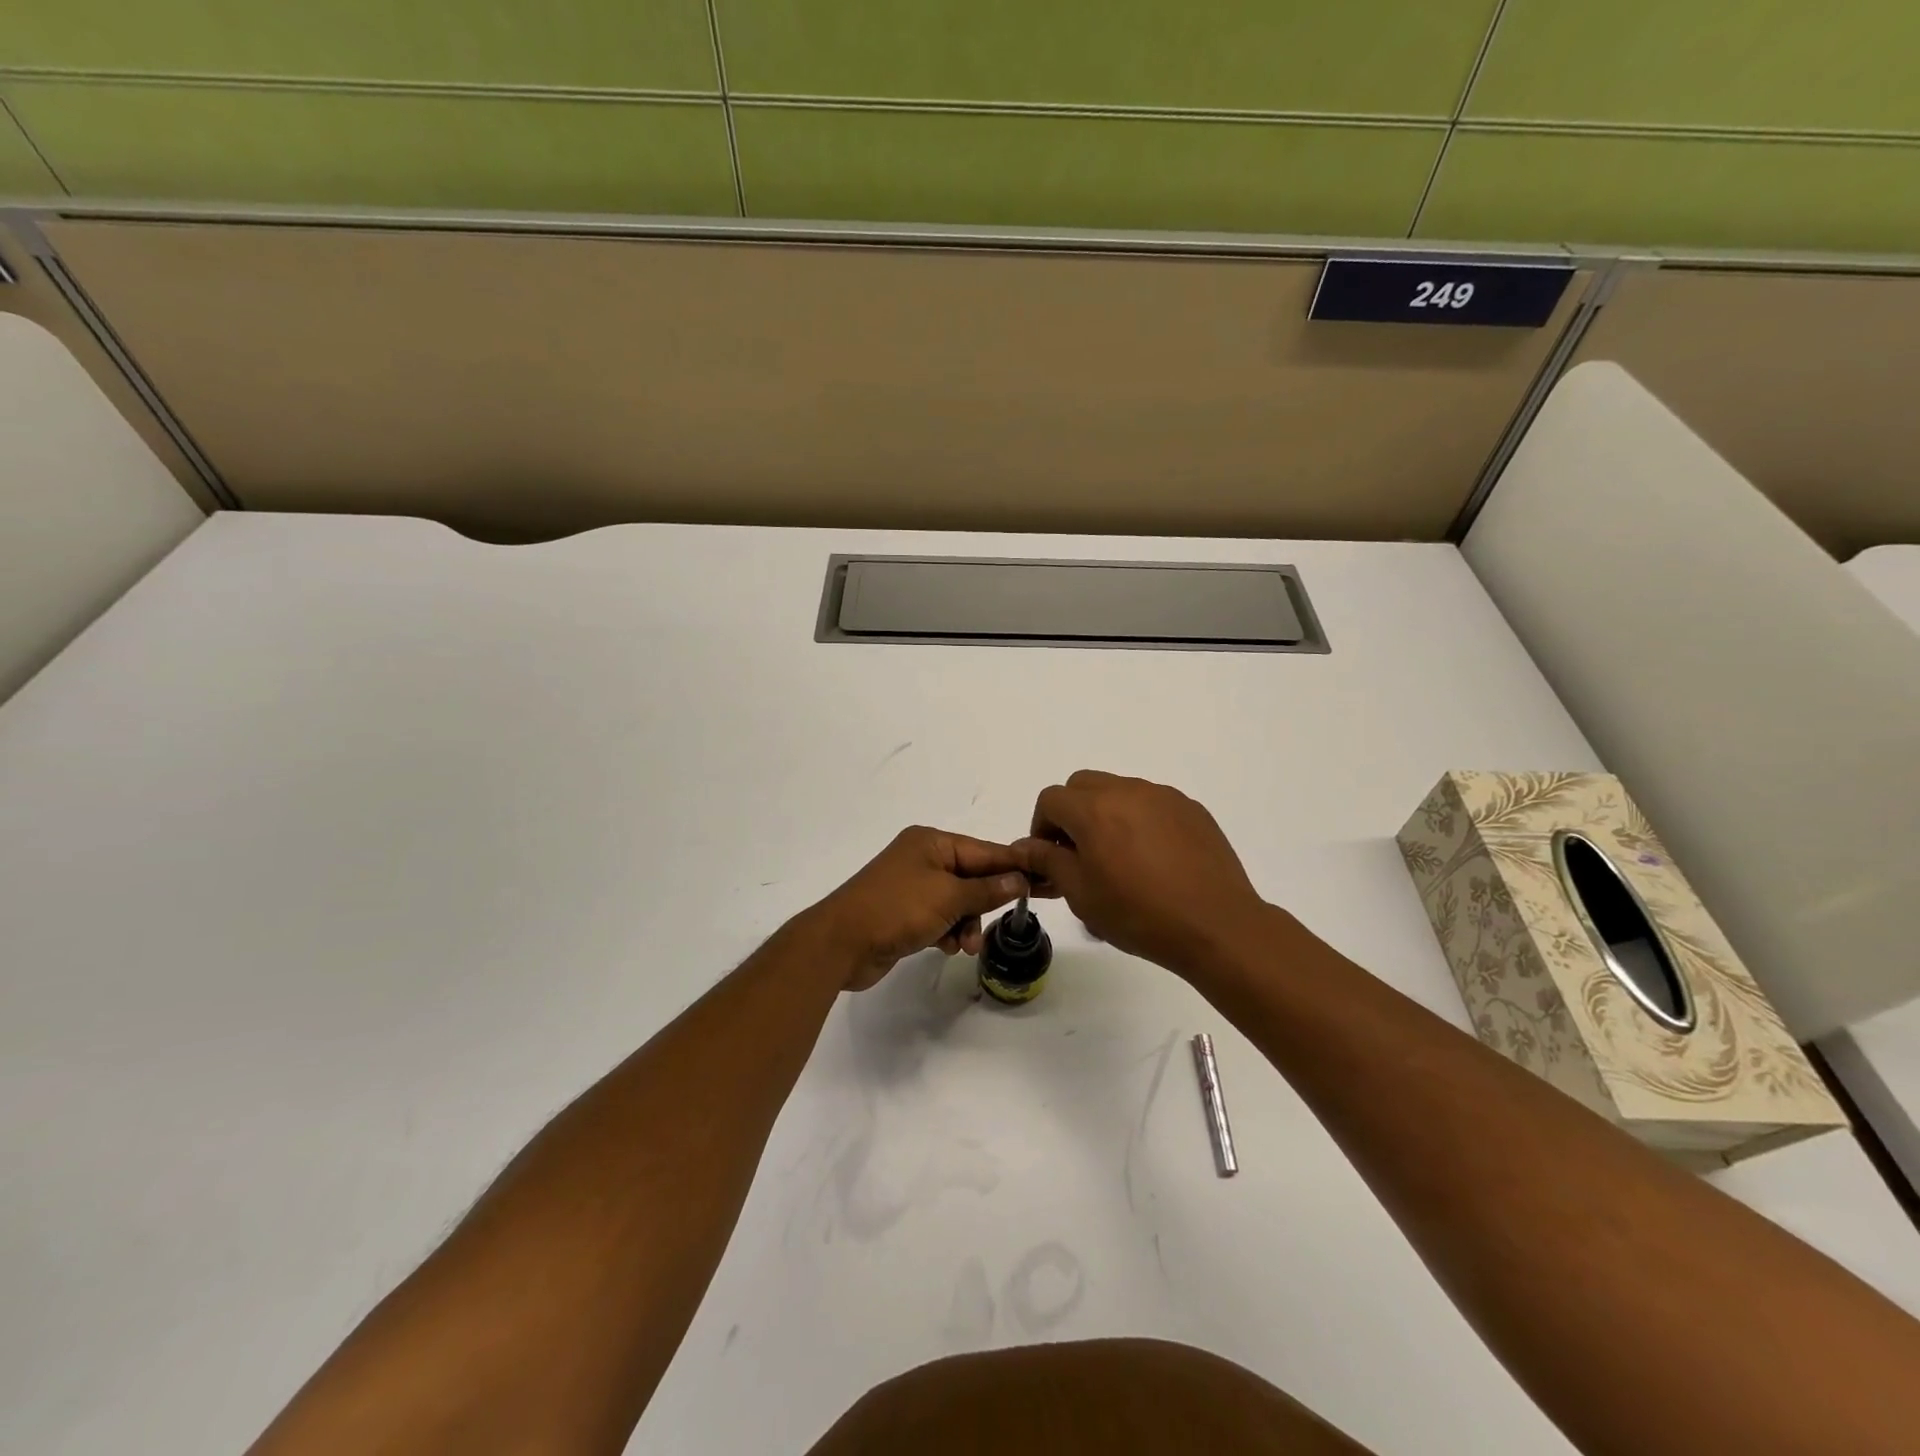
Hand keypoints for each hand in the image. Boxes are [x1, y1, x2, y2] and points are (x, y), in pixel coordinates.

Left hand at [803, 827, 1030, 991]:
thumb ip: (987, 890)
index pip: (985, 851)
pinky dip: (948, 931)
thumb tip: (1020, 879)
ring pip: (958, 902)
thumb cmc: (896, 909)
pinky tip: (946, 947)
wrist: (840, 943)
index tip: (1047, 876)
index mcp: (932, 842)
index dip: (1016, 866)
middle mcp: (923, 858)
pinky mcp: (904, 913)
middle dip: (987, 901)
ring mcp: (912, 886)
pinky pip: (940, 917)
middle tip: (1014, 917)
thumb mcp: (948, 897)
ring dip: (967, 923)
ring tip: (966, 945)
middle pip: (973, 877)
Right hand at [1017, 770, 1269, 978]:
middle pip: (1083, 785)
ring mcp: (1163, 796)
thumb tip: (1025, 846)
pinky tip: (1153, 860)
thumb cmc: (1139, 914)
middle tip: (1079, 853)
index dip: (1041, 828)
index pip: (1050, 799)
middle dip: (1071, 813)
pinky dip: (1140, 821)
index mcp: (1094, 809)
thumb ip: (1048, 861)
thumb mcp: (1081, 894)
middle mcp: (1127, 790)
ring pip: (1119, 790)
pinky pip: (1152, 803)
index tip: (1051, 858)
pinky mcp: (1191, 809)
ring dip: (1106, 814)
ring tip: (1120, 859)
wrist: (1216, 926)